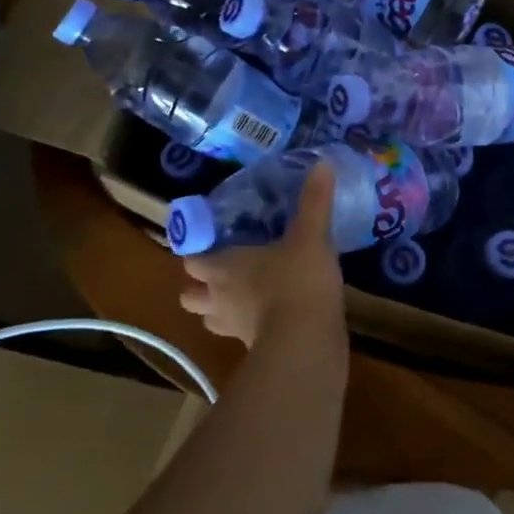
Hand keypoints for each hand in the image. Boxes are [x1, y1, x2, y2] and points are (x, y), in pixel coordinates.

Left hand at [179, 164, 346, 348]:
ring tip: (241, 296)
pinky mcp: (254, 350)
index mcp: (224, 267)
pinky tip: (270, 316)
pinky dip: (249, 327)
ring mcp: (234, 328)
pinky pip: (242, 336)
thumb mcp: (310, 236)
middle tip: (220, 272)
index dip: (195, 252)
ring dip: (219, 309)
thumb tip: (322, 163)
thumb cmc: (298, 281)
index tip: (207, 242)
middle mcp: (220, 298)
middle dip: (199, 285)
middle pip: (191, 295)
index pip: (192, 259)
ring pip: (211, 319)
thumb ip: (314, 201)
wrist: (306, 343)